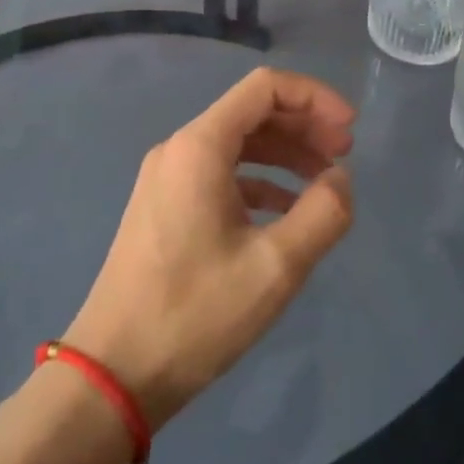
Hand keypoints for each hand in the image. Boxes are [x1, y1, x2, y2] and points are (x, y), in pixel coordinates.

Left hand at [63, 68, 355, 431]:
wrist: (112, 375)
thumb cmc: (194, 314)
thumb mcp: (275, 267)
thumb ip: (323, 214)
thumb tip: (341, 179)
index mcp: (200, 146)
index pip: (265, 87)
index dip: (315, 98)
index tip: (350, 130)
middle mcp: (179, 149)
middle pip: (252, 112)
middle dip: (304, 126)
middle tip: (345, 156)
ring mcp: (167, 178)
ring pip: (238, 144)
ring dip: (285, 154)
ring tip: (325, 182)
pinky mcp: (164, 207)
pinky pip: (221, 174)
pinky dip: (260, 181)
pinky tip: (287, 212)